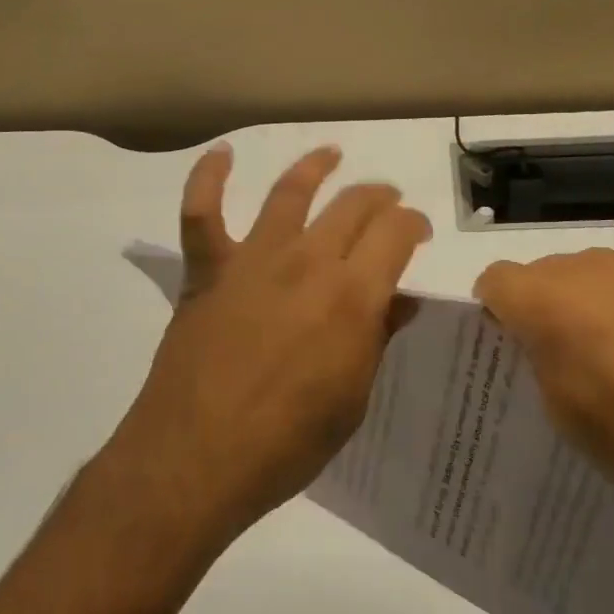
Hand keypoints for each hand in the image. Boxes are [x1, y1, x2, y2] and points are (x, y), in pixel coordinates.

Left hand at [102, 143, 431, 549]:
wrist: (196, 460)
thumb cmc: (287, 444)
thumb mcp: (353, 399)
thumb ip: (377, 339)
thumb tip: (400, 301)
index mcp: (352, 296)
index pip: (396, 233)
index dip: (413, 225)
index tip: (417, 234)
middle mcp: (307, 262)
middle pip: (353, 205)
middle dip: (380, 197)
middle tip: (388, 205)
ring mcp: (253, 260)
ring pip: (289, 193)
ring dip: (315, 168)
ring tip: (332, 155)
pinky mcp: (208, 270)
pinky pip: (201, 212)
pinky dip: (208, 177)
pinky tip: (222, 153)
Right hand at [475, 232, 613, 537]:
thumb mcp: (566, 413)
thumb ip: (540, 357)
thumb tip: (544, 334)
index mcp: (550, 301)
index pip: (496, 279)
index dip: (497, 310)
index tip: (514, 342)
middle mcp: (591, 265)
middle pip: (547, 272)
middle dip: (549, 304)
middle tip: (577, 355)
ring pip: (596, 268)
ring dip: (596, 297)